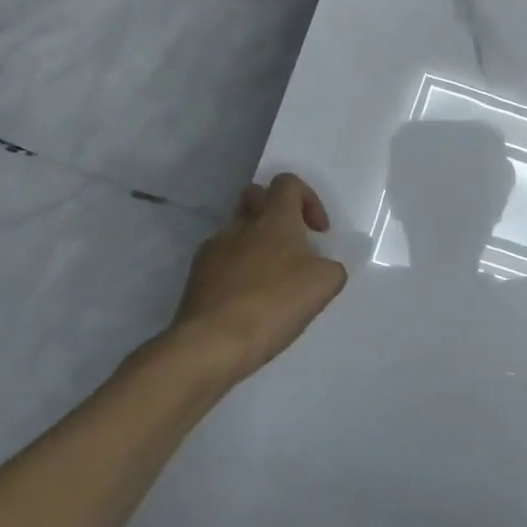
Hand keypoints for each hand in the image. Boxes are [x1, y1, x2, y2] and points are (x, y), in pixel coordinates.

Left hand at [154, 174, 348, 387]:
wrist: (212, 343)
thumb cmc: (275, 304)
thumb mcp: (325, 284)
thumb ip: (330, 267)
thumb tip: (319, 267)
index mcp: (274, 218)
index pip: (288, 183)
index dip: (308, 199)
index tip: (318, 232)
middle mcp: (241, 225)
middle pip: (255, 195)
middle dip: (275, 212)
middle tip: (291, 244)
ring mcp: (213, 249)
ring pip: (237, 230)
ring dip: (255, 243)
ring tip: (271, 279)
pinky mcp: (196, 276)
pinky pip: (221, 260)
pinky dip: (237, 271)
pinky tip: (248, 301)